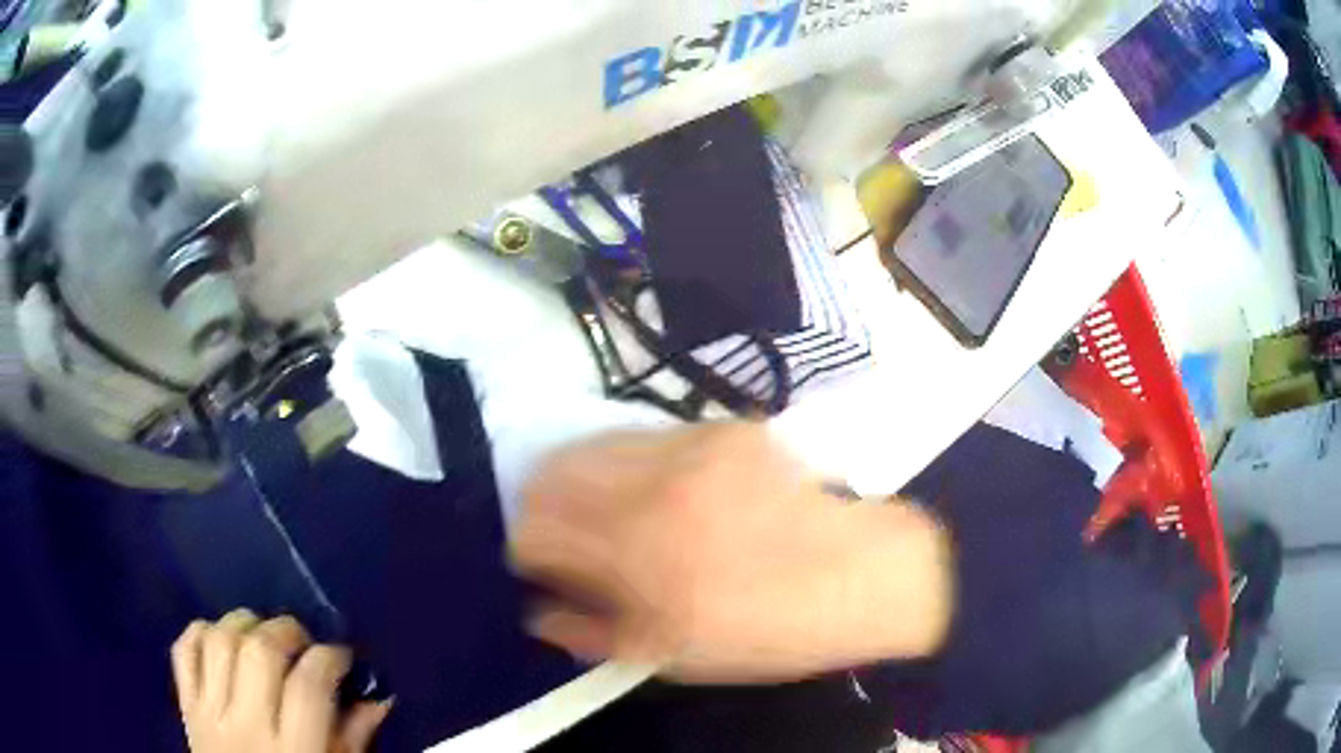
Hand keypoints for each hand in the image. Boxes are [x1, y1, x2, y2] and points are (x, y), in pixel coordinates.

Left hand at [171, 611, 390, 752]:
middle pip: (260, 653)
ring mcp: (210, 714)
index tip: (342, 656)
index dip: (329, 658)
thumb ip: (353, 741)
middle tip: (303, 640)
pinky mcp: (186, 707)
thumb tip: (377, 697)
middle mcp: (248, 727)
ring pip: (219, 641)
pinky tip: (222, 639)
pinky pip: (183, 651)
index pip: (309, 687)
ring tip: (263, 633)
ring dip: (244, 623)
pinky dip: (201, 632)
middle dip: (286, 631)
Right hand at [512, 422, 952, 682]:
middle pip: (551, 471)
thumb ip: (592, 632)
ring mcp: (690, 446)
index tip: (543, 563)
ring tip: (607, 506)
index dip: (527, 548)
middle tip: (565, 532)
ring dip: (582, 477)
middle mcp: (654, 487)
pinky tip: (658, 488)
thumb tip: (538, 610)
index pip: (534, 528)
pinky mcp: (723, 427)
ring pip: (593, 442)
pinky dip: (631, 462)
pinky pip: (646, 435)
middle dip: (544, 505)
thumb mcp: (672, 655)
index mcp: (636, 555)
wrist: (859, 575)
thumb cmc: (766, 631)